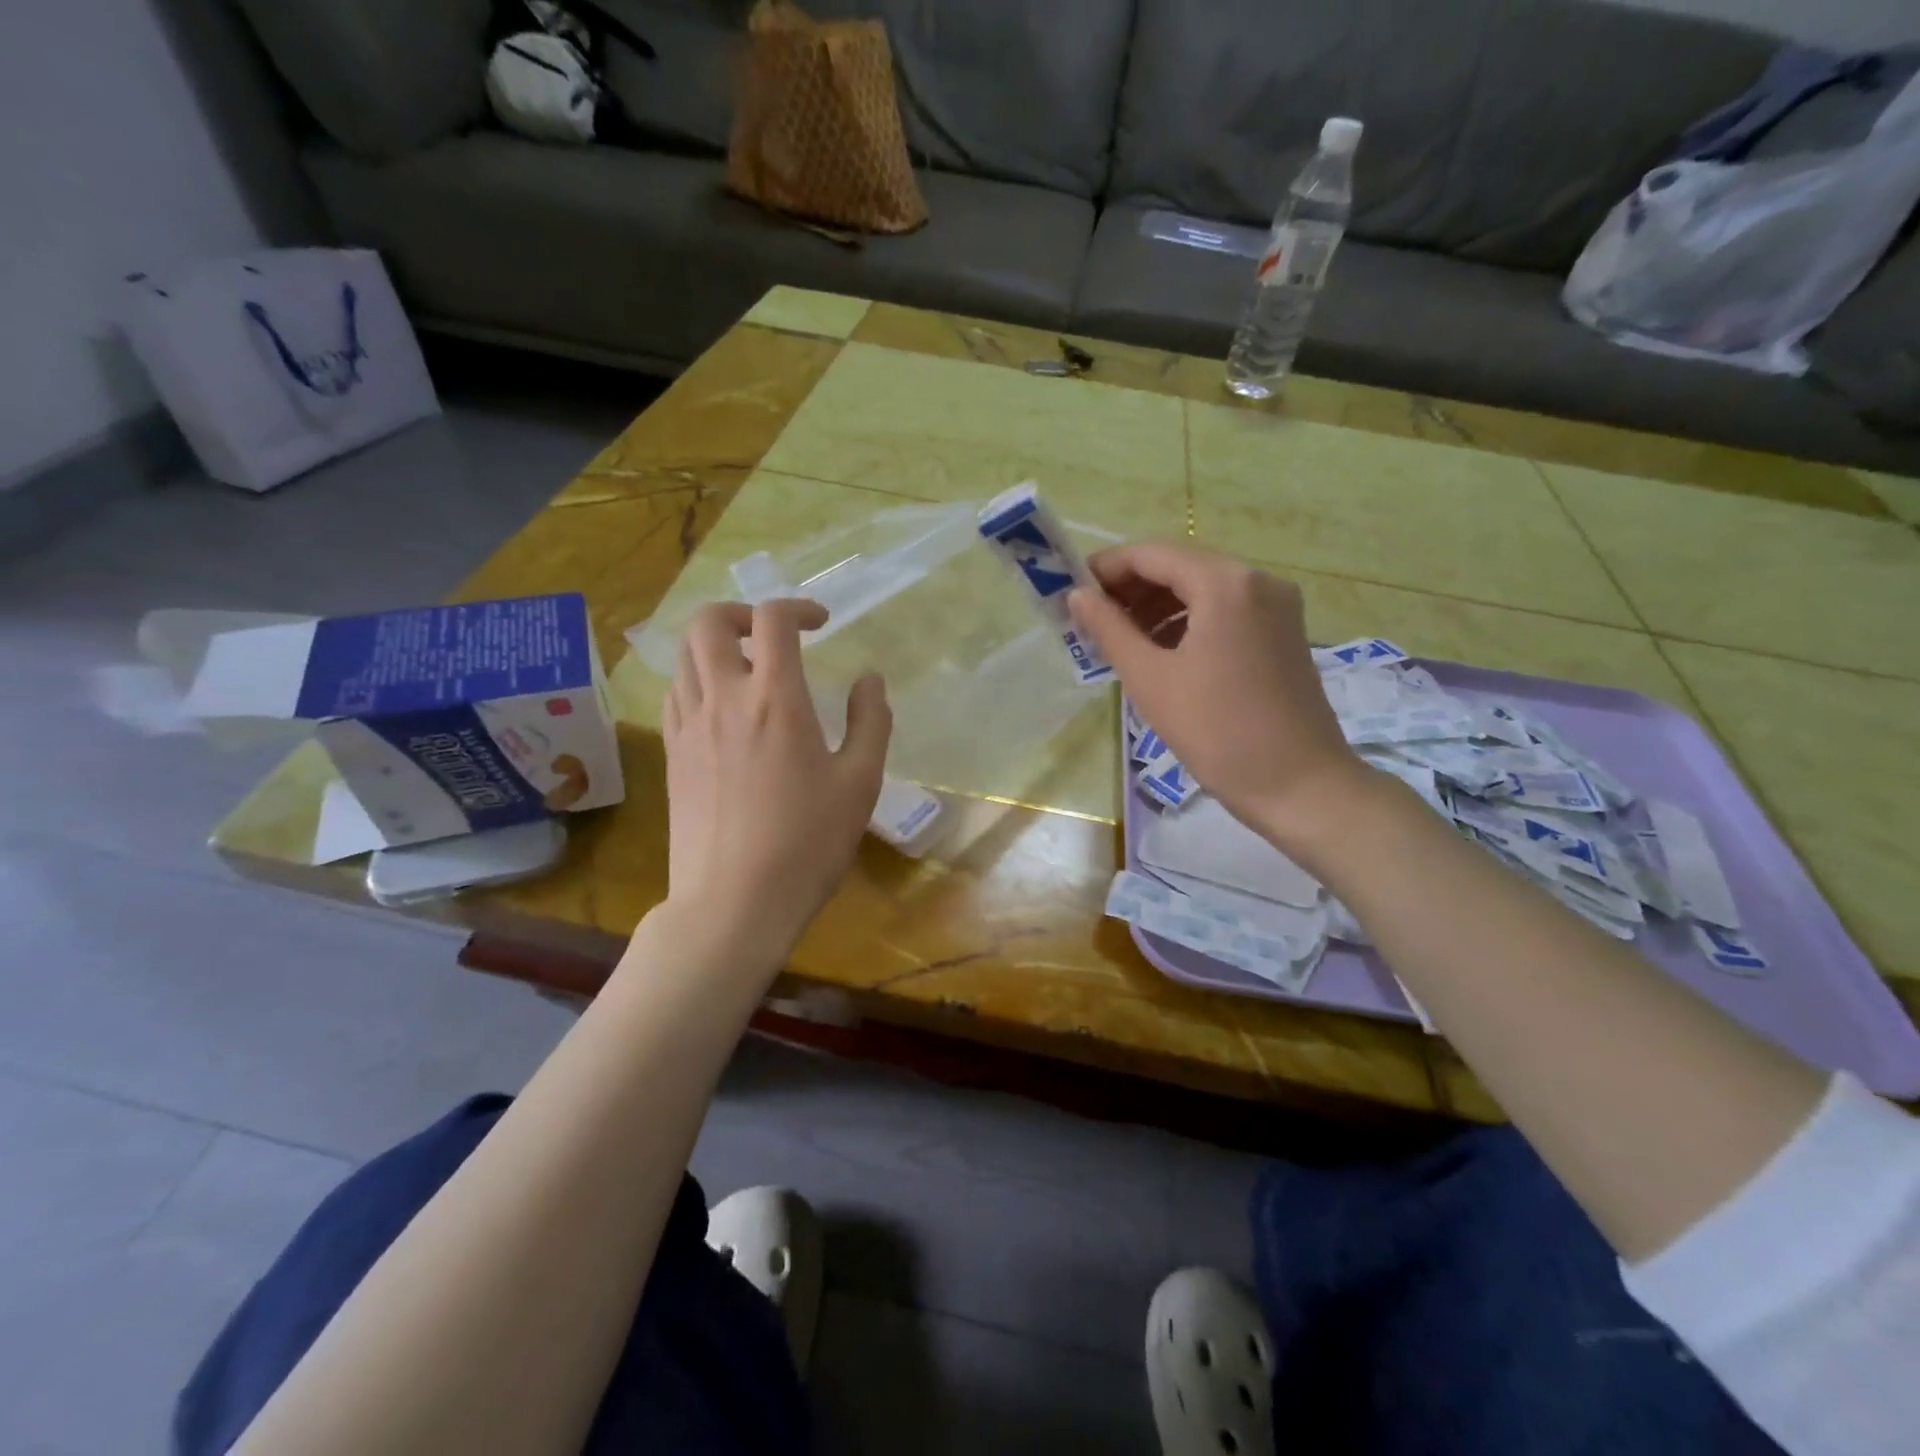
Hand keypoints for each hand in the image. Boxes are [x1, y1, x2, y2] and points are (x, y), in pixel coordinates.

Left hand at [661, 600, 890, 960]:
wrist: (734, 903)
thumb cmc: (807, 843)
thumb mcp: (859, 783)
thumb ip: (870, 722)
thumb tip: (868, 680)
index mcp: (775, 699)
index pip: (773, 619)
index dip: (798, 607)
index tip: (821, 624)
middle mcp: (723, 699)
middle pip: (708, 621)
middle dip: (741, 613)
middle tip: (771, 636)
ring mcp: (688, 726)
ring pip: (684, 656)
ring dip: (715, 645)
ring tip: (747, 669)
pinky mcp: (671, 755)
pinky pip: (676, 694)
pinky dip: (697, 681)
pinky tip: (722, 710)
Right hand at [1067, 541, 1371, 853]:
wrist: (1299, 785)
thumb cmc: (1216, 731)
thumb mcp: (1150, 679)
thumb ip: (1109, 629)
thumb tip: (1077, 596)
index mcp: (1224, 583)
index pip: (1152, 554)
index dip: (1106, 569)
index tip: (1072, 592)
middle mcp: (1257, 580)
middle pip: (1180, 567)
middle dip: (1131, 589)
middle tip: (1090, 620)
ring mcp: (1277, 606)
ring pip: (1203, 590)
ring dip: (1158, 606)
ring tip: (1119, 640)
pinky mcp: (1283, 632)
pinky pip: (1225, 611)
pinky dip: (1188, 622)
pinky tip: (1161, 651)